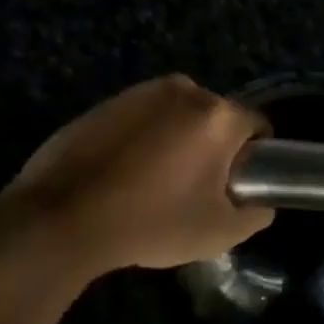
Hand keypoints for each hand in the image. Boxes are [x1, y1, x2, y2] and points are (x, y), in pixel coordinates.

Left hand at [1, 76, 274, 274]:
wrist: (63, 217)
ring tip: (155, 183)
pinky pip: (142, 118)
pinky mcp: (107, 102)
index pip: (257, 125)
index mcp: (217, 115)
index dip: (255, 157)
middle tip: (195, 189)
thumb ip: (255, 214)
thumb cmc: (152, 222)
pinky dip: (143, 138)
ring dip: (177, 140)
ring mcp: (141, 92)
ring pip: (178, 116)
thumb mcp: (218, 233)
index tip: (237, 186)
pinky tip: (124, 174)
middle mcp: (184, 90)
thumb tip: (260, 202)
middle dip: (213, 147)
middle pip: (216, 118)